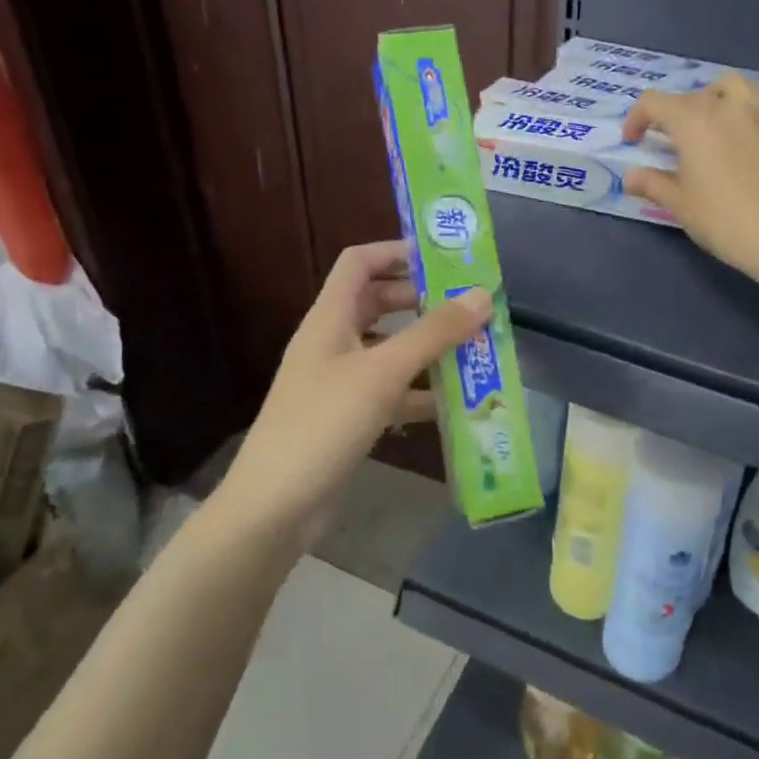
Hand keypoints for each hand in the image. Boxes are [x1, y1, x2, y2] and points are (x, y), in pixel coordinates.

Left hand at [219, 242, 491, 534]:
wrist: (276, 506)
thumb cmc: (324, 423)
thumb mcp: (383, 373)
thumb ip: (433, 333)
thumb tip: (482, 295)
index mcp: (330, 318)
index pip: (359, 262)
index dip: (398, 252)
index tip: (446, 258)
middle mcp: (333, 342)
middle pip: (379, 303)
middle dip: (424, 301)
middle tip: (471, 305)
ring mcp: (340, 381)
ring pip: (389, 349)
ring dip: (428, 347)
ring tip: (475, 349)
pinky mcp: (349, 416)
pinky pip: (391, 391)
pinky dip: (420, 392)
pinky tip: (455, 402)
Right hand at [622, 73, 758, 280]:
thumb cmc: (720, 219)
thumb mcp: (678, 203)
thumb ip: (651, 183)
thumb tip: (630, 177)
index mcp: (694, 122)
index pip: (654, 102)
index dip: (637, 119)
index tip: (634, 142)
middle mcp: (727, 107)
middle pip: (692, 96)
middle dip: (673, 114)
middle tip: (670, 142)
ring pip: (732, 86)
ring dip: (713, 97)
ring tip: (710, 123)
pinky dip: (743, 109)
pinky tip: (742, 136)